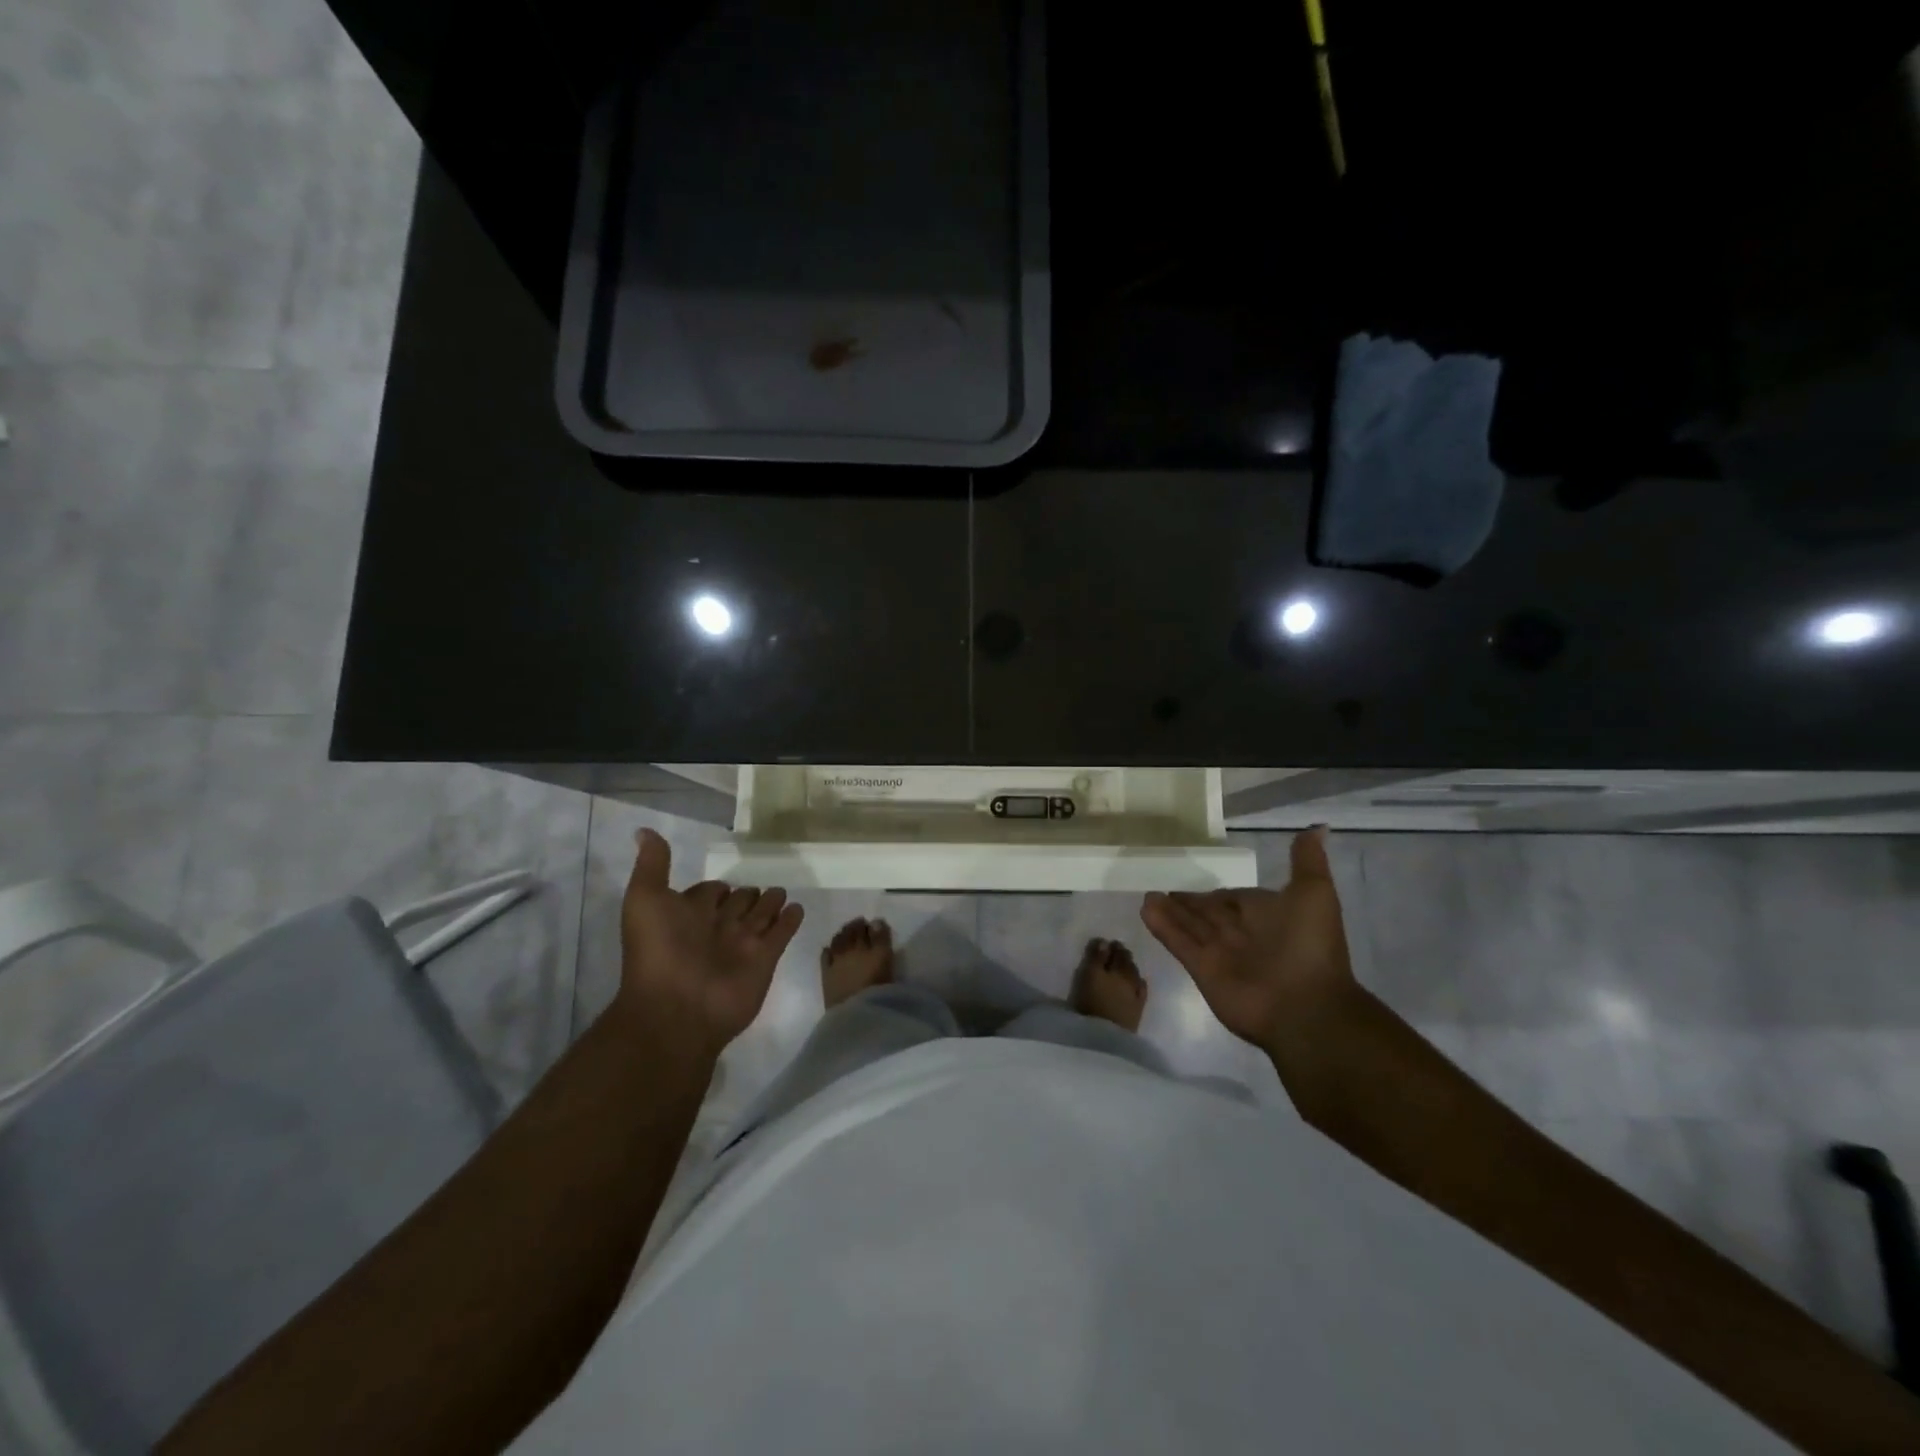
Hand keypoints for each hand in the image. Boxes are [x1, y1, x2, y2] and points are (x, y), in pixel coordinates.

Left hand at [617, 829, 804, 1055]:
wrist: (676, 1009)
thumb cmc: (658, 952)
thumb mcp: (645, 901)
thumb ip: (653, 866)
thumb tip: (644, 830)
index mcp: (687, 915)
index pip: (707, 893)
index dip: (715, 888)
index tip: (724, 882)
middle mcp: (715, 928)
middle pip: (737, 904)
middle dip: (747, 894)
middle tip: (760, 885)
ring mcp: (742, 944)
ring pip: (760, 916)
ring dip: (770, 903)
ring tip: (781, 891)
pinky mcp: (765, 959)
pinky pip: (781, 933)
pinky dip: (790, 920)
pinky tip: (798, 908)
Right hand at [1139, 827, 1356, 1050]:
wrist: (1306, 1007)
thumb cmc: (1310, 946)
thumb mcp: (1315, 894)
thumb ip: (1307, 862)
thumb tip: (1316, 828)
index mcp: (1268, 916)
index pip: (1234, 898)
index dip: (1215, 891)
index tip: (1193, 876)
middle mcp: (1242, 934)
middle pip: (1208, 913)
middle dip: (1188, 902)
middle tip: (1161, 884)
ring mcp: (1221, 954)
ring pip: (1190, 926)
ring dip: (1170, 911)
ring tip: (1147, 893)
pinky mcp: (1202, 970)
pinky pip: (1179, 943)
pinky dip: (1162, 927)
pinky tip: (1144, 909)